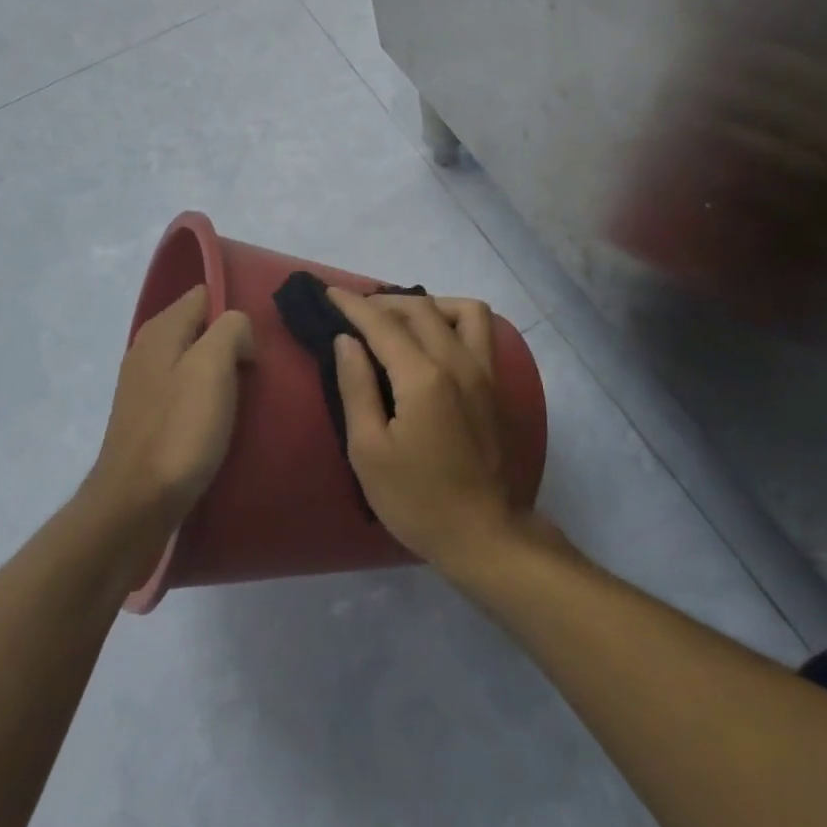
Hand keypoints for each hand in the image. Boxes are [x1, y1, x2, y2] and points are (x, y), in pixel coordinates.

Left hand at [82, 285, 252, 538]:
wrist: (135, 505)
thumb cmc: (179, 431)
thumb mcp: (212, 366)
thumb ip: (230, 329)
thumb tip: (239, 333)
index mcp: (161, 330)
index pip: (205, 294)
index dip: (236, 309)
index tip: (261, 338)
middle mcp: (148, 350)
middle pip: (201, 328)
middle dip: (233, 342)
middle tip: (261, 368)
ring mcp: (145, 386)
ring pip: (195, 361)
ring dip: (223, 372)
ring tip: (250, 394)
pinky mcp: (150, 419)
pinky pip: (188, 392)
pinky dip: (209, 398)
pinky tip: (225, 419)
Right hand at [326, 289, 525, 575]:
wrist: (485, 534)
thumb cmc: (417, 499)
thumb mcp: (369, 451)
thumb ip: (357, 388)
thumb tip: (347, 341)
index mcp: (423, 377)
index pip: (383, 324)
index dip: (353, 305)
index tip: (329, 292)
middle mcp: (458, 362)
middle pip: (421, 309)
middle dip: (384, 301)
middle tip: (355, 310)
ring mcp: (484, 372)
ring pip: (462, 310)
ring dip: (428, 304)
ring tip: (402, 321)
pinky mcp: (497, 386)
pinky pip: (481, 332)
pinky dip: (455, 321)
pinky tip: (436, 341)